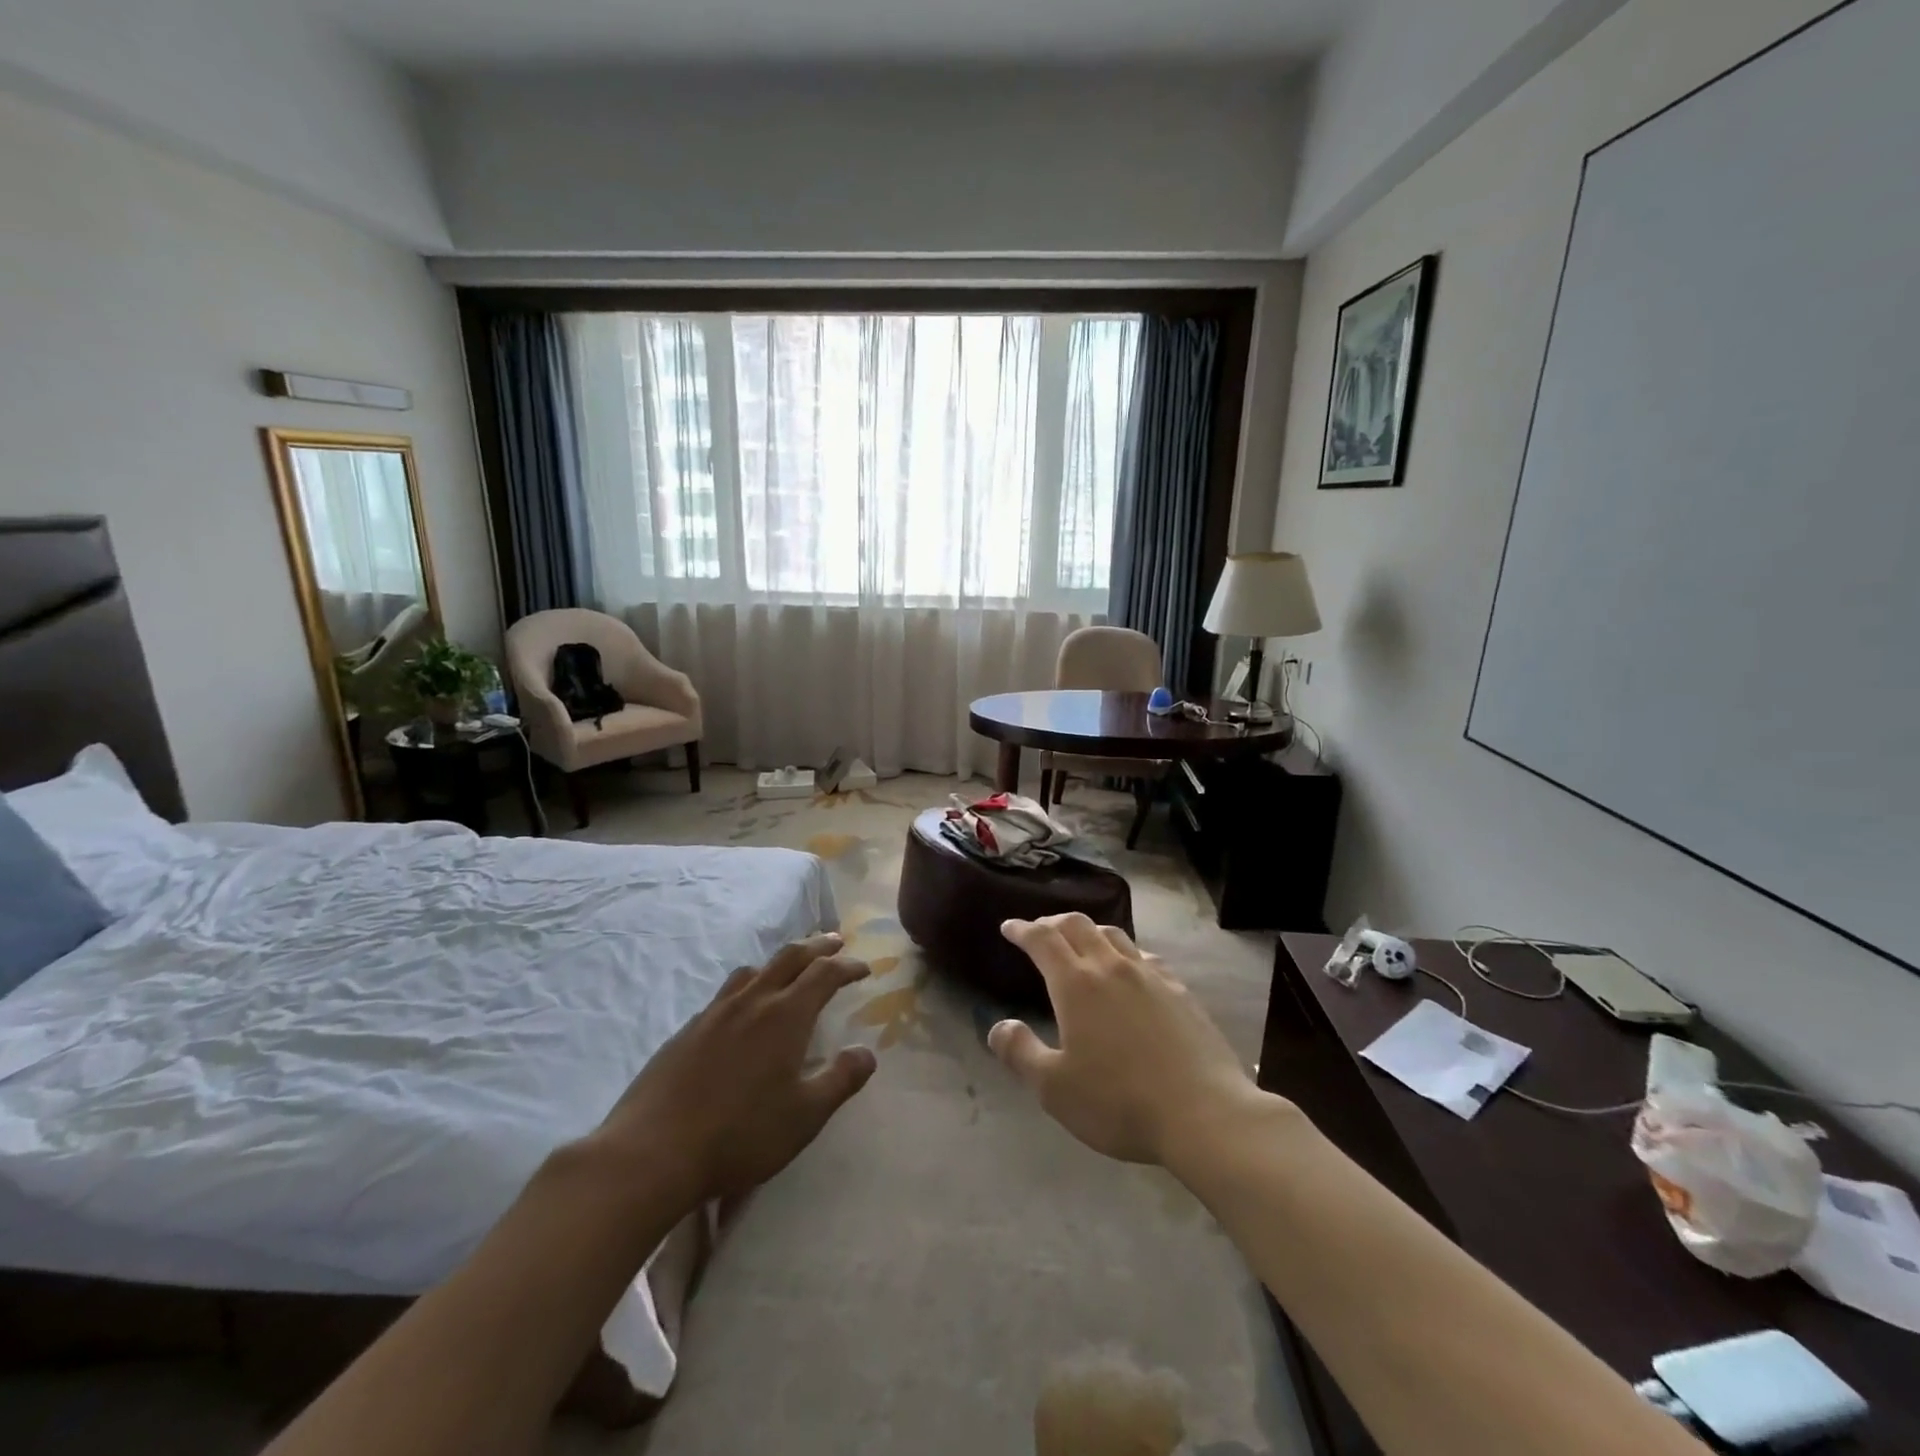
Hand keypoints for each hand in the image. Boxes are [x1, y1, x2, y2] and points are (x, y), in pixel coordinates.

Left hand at [589, 933, 876, 1205]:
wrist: (653, 1151)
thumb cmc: (740, 1134)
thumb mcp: (805, 1116)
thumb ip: (840, 1080)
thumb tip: (867, 1052)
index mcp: (785, 1015)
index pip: (824, 974)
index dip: (847, 966)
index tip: (864, 968)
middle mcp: (752, 1001)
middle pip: (789, 957)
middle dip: (817, 946)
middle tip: (834, 941)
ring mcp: (715, 1013)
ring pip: (753, 970)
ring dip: (779, 962)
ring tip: (789, 970)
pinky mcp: (687, 1030)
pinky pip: (726, 993)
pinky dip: (748, 986)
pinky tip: (742, 1012)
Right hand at [989, 914, 1255, 1165]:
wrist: (1204, 1113)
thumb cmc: (1119, 1102)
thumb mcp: (1054, 1088)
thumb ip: (1021, 1052)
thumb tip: (998, 1026)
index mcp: (1076, 984)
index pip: (1042, 940)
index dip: (1022, 929)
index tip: (1009, 928)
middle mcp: (1111, 967)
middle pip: (1078, 925)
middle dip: (1053, 922)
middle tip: (1040, 930)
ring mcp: (1150, 975)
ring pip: (1113, 934)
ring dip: (1089, 931)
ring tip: (1081, 942)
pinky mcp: (1180, 990)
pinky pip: (1145, 956)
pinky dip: (1125, 952)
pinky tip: (1130, 969)